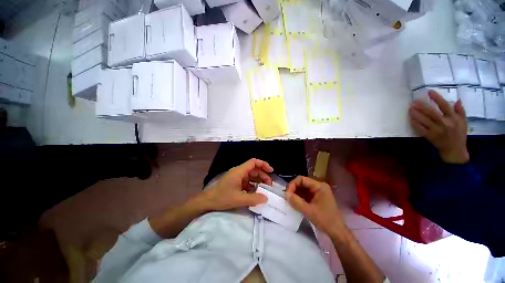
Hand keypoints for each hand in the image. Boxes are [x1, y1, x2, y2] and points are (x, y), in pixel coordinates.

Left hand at [200, 158, 272, 210]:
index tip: (271, 171)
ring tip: (264, 189)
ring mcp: (237, 177)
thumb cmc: (222, 197)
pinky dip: (252, 186)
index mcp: (239, 171)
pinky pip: (247, 182)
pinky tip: (255, 193)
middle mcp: (239, 172)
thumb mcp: (238, 199)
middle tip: (269, 185)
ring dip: (258, 181)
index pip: (253, 162)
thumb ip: (253, 199)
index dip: (263, 164)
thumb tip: (266, 198)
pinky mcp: (235, 182)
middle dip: (263, 175)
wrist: (207, 201)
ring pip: (251, 176)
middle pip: (254, 169)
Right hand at [285, 176, 344, 237]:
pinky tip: (295, 202)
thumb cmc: (325, 220)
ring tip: (289, 200)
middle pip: (302, 183)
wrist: (337, 232)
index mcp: (319, 186)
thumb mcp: (309, 211)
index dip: (293, 184)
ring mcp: (318, 192)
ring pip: (303, 188)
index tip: (287, 193)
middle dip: (293, 189)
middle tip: (287, 197)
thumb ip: (296, 201)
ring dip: (295, 193)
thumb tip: (285, 194)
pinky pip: (305, 194)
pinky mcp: (316, 197)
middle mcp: (319, 186)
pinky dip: (299, 197)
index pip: (302, 179)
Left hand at [409, 90, 469, 163]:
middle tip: (414, 101)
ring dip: (416, 114)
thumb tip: (457, 100)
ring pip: (424, 120)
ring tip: (410, 108)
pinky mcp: (430, 136)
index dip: (437, 98)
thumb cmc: (459, 135)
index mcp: (453, 118)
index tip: (429, 91)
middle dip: (422, 106)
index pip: (444, 106)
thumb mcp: (464, 122)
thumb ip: (460, 111)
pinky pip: (420, 129)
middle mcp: (444, 123)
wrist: (454, 150)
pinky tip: (410, 119)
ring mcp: (436, 130)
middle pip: (432, 112)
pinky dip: (415, 124)